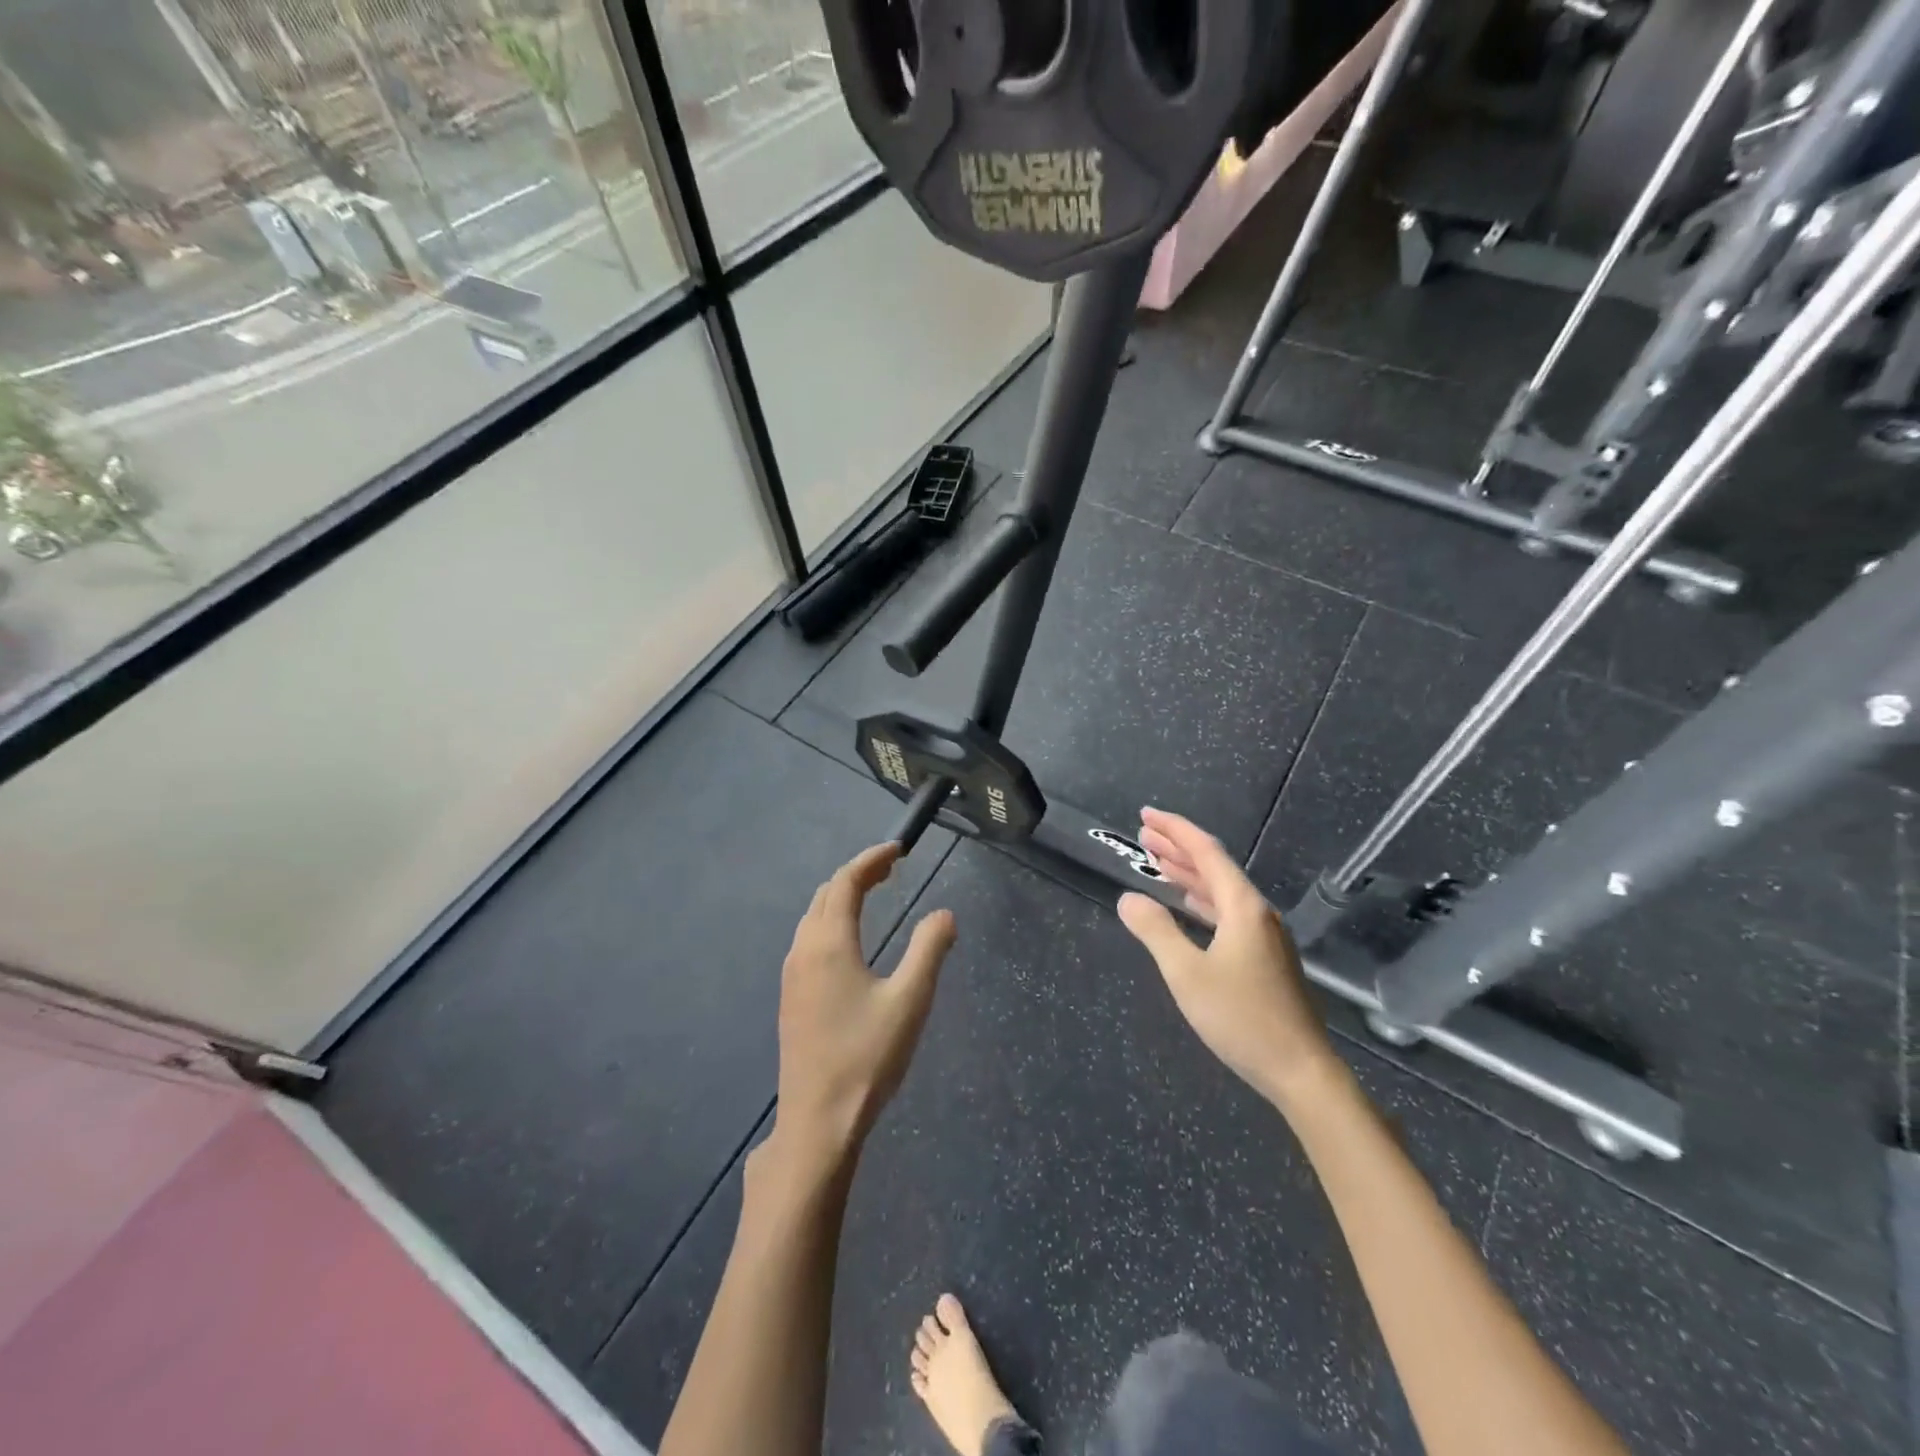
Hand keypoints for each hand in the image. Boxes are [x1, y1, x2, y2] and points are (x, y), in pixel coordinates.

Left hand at [770, 843, 955, 1167]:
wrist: (818, 1121)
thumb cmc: (867, 1056)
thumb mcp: (911, 1000)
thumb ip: (929, 949)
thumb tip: (944, 913)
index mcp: (829, 943)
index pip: (845, 882)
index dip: (871, 859)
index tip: (898, 849)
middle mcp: (803, 951)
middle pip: (825, 894)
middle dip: (856, 874)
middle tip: (890, 869)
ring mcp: (792, 976)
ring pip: (813, 918)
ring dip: (841, 898)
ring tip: (873, 896)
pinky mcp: (791, 999)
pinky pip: (809, 940)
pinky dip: (831, 922)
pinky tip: (851, 943)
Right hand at [1117, 808, 1338, 1108]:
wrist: (1300, 1071)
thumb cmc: (1241, 1018)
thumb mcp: (1187, 973)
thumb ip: (1155, 931)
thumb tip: (1128, 898)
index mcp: (1243, 907)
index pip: (1206, 852)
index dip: (1175, 830)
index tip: (1145, 815)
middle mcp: (1257, 913)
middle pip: (1214, 867)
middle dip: (1178, 848)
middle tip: (1143, 835)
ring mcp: (1265, 936)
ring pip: (1221, 891)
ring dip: (1188, 874)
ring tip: (1157, 862)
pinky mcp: (1265, 958)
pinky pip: (1227, 912)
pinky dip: (1201, 900)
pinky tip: (1188, 905)